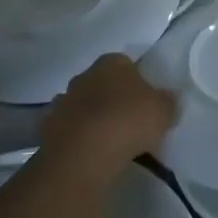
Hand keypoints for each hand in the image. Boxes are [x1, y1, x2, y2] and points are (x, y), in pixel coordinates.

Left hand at [41, 54, 177, 169]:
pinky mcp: (48, 127)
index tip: (146, 101)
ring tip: (110, 141)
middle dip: (113, 98)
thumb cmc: (128, 121)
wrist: (83, 154)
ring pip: (83, 105)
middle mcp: (84, 75)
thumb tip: (168, 98)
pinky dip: (78, 137)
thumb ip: (167, 101)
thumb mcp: (164, 110)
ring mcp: (63, 101)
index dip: (138, 81)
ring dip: (93, 117)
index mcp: (112, 62)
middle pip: (102, 83)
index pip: (126, 64)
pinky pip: (70, 129)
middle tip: (130, 121)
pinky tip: (91, 153)